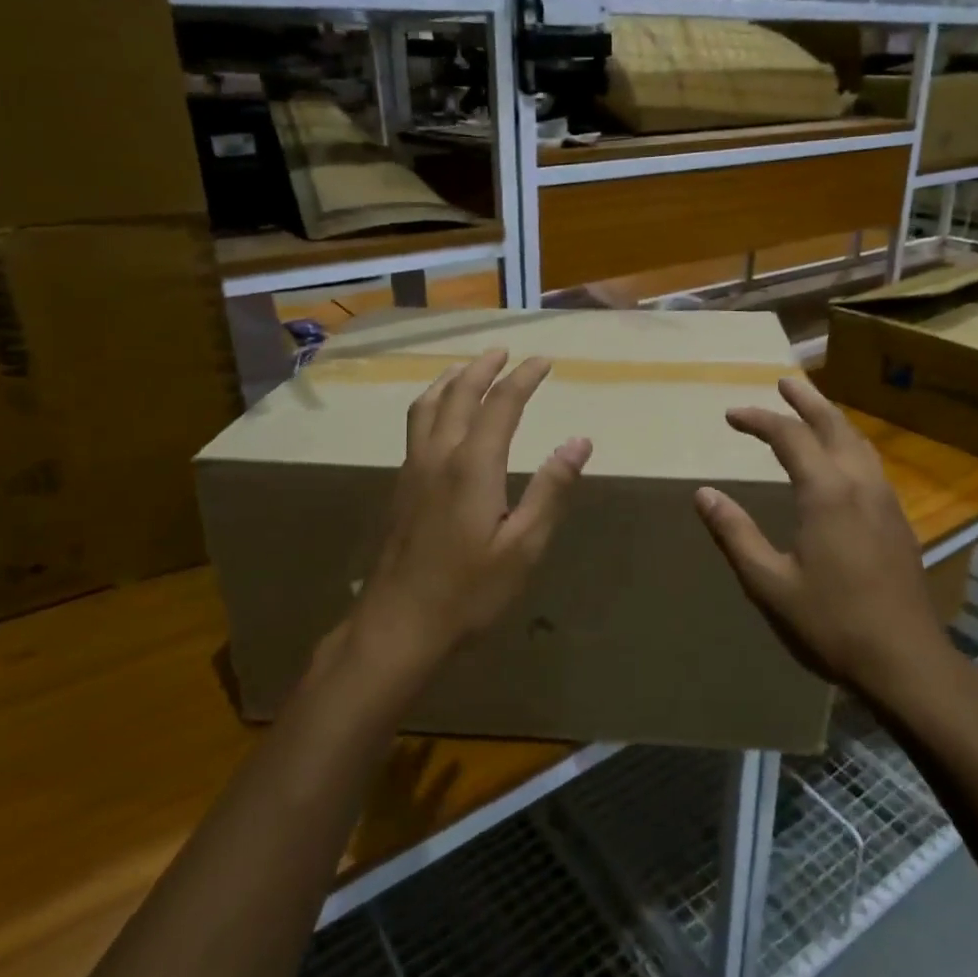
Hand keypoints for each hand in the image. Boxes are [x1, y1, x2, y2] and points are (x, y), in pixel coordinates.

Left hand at [353, 349, 591, 666]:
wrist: (398, 626)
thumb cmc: (469, 591)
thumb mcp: (524, 546)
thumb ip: (551, 489)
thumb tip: (579, 441)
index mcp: (473, 465)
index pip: (501, 404)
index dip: (523, 377)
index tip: (543, 361)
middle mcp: (438, 456)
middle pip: (458, 394)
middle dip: (483, 367)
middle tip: (504, 351)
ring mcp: (413, 470)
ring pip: (427, 406)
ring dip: (450, 380)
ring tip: (466, 368)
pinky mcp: (400, 488)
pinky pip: (415, 426)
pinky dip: (431, 403)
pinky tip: (437, 417)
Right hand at [694, 377, 948, 693]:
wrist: (905, 661)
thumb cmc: (830, 623)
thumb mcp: (768, 582)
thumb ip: (735, 534)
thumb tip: (704, 494)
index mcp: (826, 493)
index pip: (789, 437)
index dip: (758, 420)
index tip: (731, 415)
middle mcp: (860, 484)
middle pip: (833, 426)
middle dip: (806, 401)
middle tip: (784, 382)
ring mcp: (885, 501)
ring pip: (858, 442)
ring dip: (832, 419)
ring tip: (812, 409)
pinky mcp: (898, 521)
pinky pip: (871, 464)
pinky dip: (849, 444)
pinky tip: (842, 460)